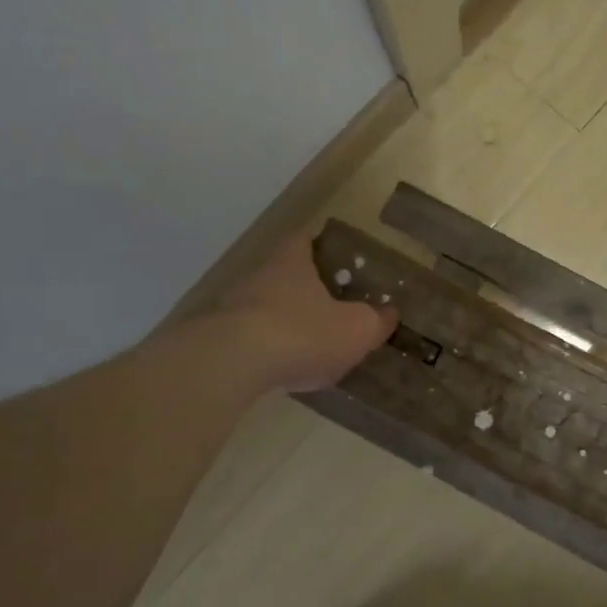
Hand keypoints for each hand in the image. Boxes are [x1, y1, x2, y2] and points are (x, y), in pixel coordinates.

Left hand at [183, 235, 396, 392]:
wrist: (230, 364)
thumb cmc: (302, 332)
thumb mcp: (355, 330)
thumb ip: (376, 321)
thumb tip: (389, 313)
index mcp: (293, 262)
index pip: (305, 239)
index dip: (322, 244)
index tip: (337, 256)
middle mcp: (259, 276)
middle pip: (284, 273)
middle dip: (306, 287)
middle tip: (331, 304)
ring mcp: (232, 306)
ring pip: (265, 305)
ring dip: (285, 319)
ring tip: (309, 342)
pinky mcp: (216, 338)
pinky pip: (249, 337)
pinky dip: (266, 347)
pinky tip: (281, 367)